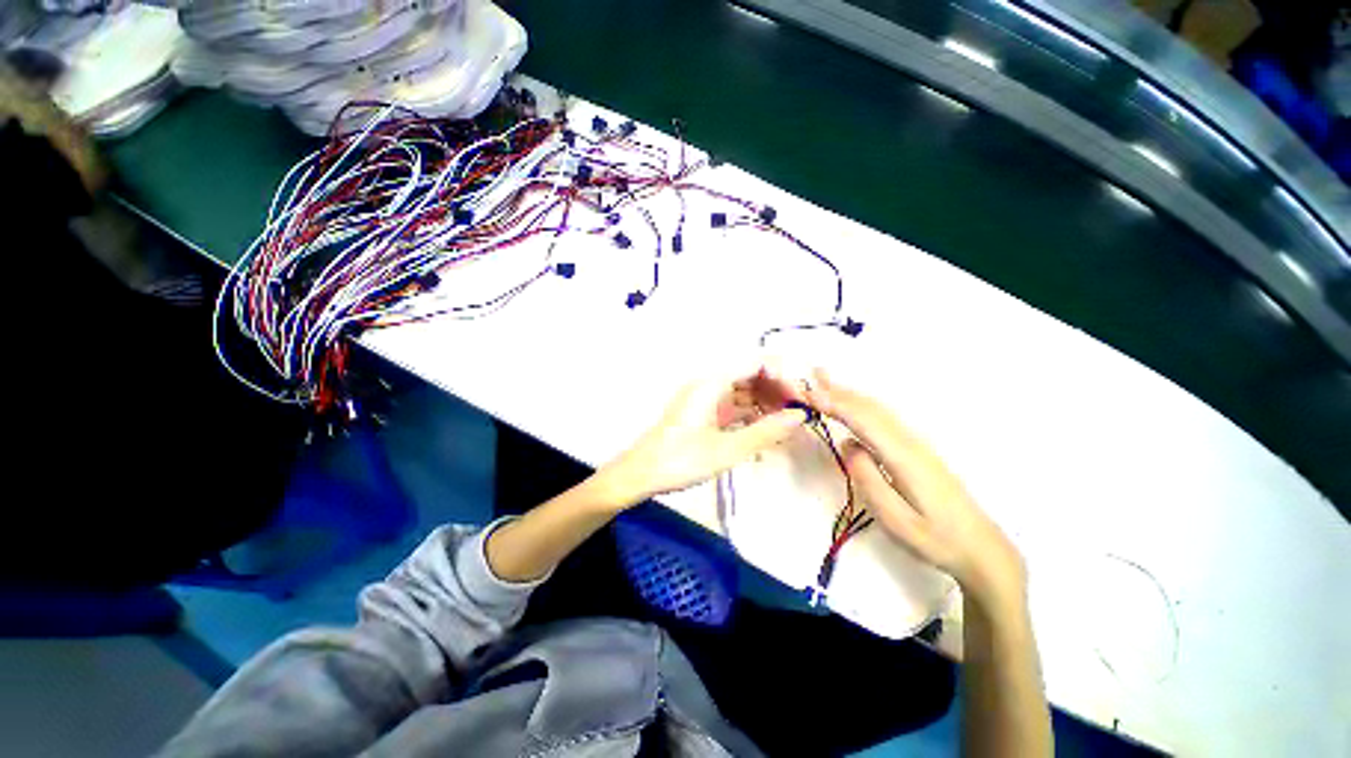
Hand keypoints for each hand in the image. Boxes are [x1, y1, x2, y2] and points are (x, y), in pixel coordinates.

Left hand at [596, 366, 808, 506]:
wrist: (639, 474)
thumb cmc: (680, 460)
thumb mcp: (727, 450)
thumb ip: (765, 432)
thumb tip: (799, 417)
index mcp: (712, 383)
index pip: (756, 363)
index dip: (782, 376)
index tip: (800, 399)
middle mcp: (709, 384)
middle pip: (750, 376)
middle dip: (776, 392)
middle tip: (797, 416)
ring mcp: (705, 399)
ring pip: (742, 393)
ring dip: (764, 406)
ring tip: (784, 427)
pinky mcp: (702, 414)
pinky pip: (732, 407)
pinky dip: (749, 417)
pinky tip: (763, 434)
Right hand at [804, 371, 1024, 606]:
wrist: (981, 548)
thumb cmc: (936, 538)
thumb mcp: (896, 519)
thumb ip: (868, 478)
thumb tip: (849, 444)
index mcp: (903, 457)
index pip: (863, 421)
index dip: (835, 404)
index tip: (809, 393)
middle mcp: (909, 442)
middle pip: (870, 408)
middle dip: (839, 390)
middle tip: (811, 376)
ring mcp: (916, 444)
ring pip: (878, 410)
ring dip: (850, 393)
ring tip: (826, 381)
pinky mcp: (916, 450)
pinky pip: (884, 418)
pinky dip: (862, 405)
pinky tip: (854, 404)